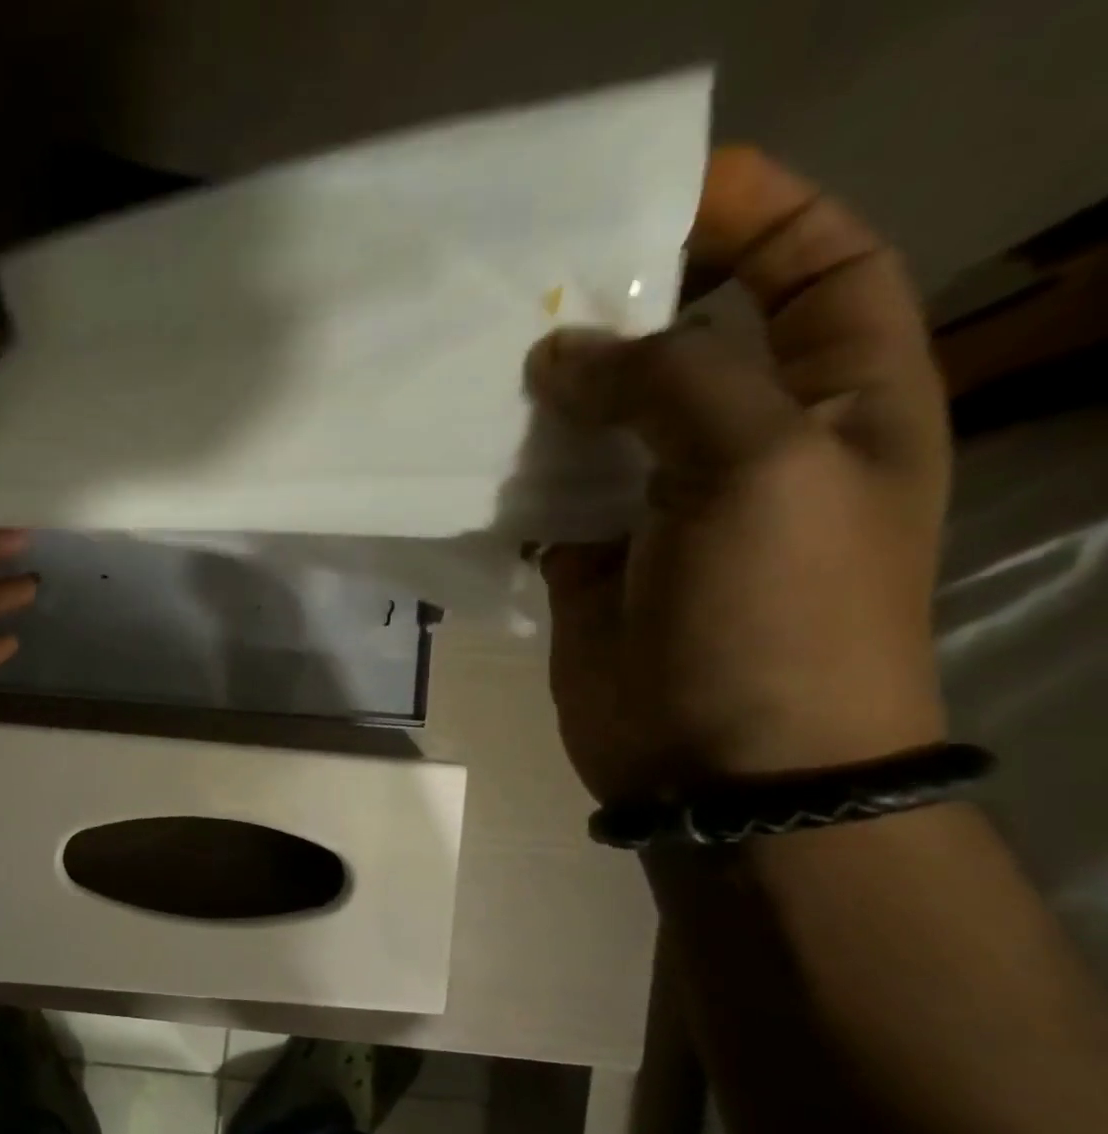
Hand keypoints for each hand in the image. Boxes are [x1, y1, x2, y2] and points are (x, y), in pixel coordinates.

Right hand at [528, 146, 951, 801]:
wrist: (725, 763)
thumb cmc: (778, 612)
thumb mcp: (758, 466)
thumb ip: (667, 383)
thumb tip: (563, 353)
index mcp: (840, 398)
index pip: (817, 266)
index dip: (756, 214)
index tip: (659, 193)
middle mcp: (750, 442)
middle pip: (687, 343)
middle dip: (621, 306)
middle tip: (534, 282)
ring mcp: (661, 508)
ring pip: (601, 424)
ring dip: (550, 395)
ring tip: (482, 359)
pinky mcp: (591, 563)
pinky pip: (547, 499)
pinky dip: (512, 475)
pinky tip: (470, 451)